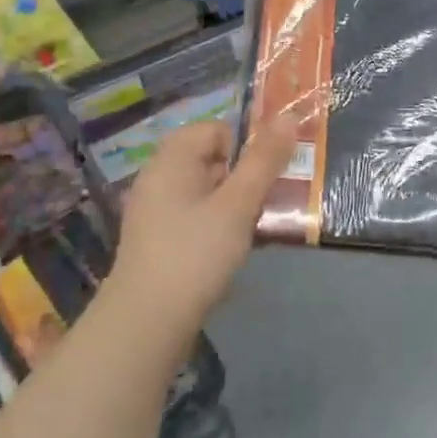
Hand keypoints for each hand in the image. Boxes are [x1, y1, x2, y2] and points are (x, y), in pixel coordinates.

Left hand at [103, 121, 297, 331]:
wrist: (147, 320)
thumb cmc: (196, 252)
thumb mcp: (239, 204)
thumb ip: (264, 160)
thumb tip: (288, 116)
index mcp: (172, 158)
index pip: (216, 129)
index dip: (245, 147)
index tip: (264, 178)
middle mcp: (157, 177)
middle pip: (210, 159)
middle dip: (242, 178)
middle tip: (263, 204)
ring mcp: (153, 210)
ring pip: (204, 190)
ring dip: (232, 204)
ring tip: (251, 230)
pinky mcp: (155, 239)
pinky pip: (192, 216)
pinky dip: (214, 225)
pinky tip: (227, 251)